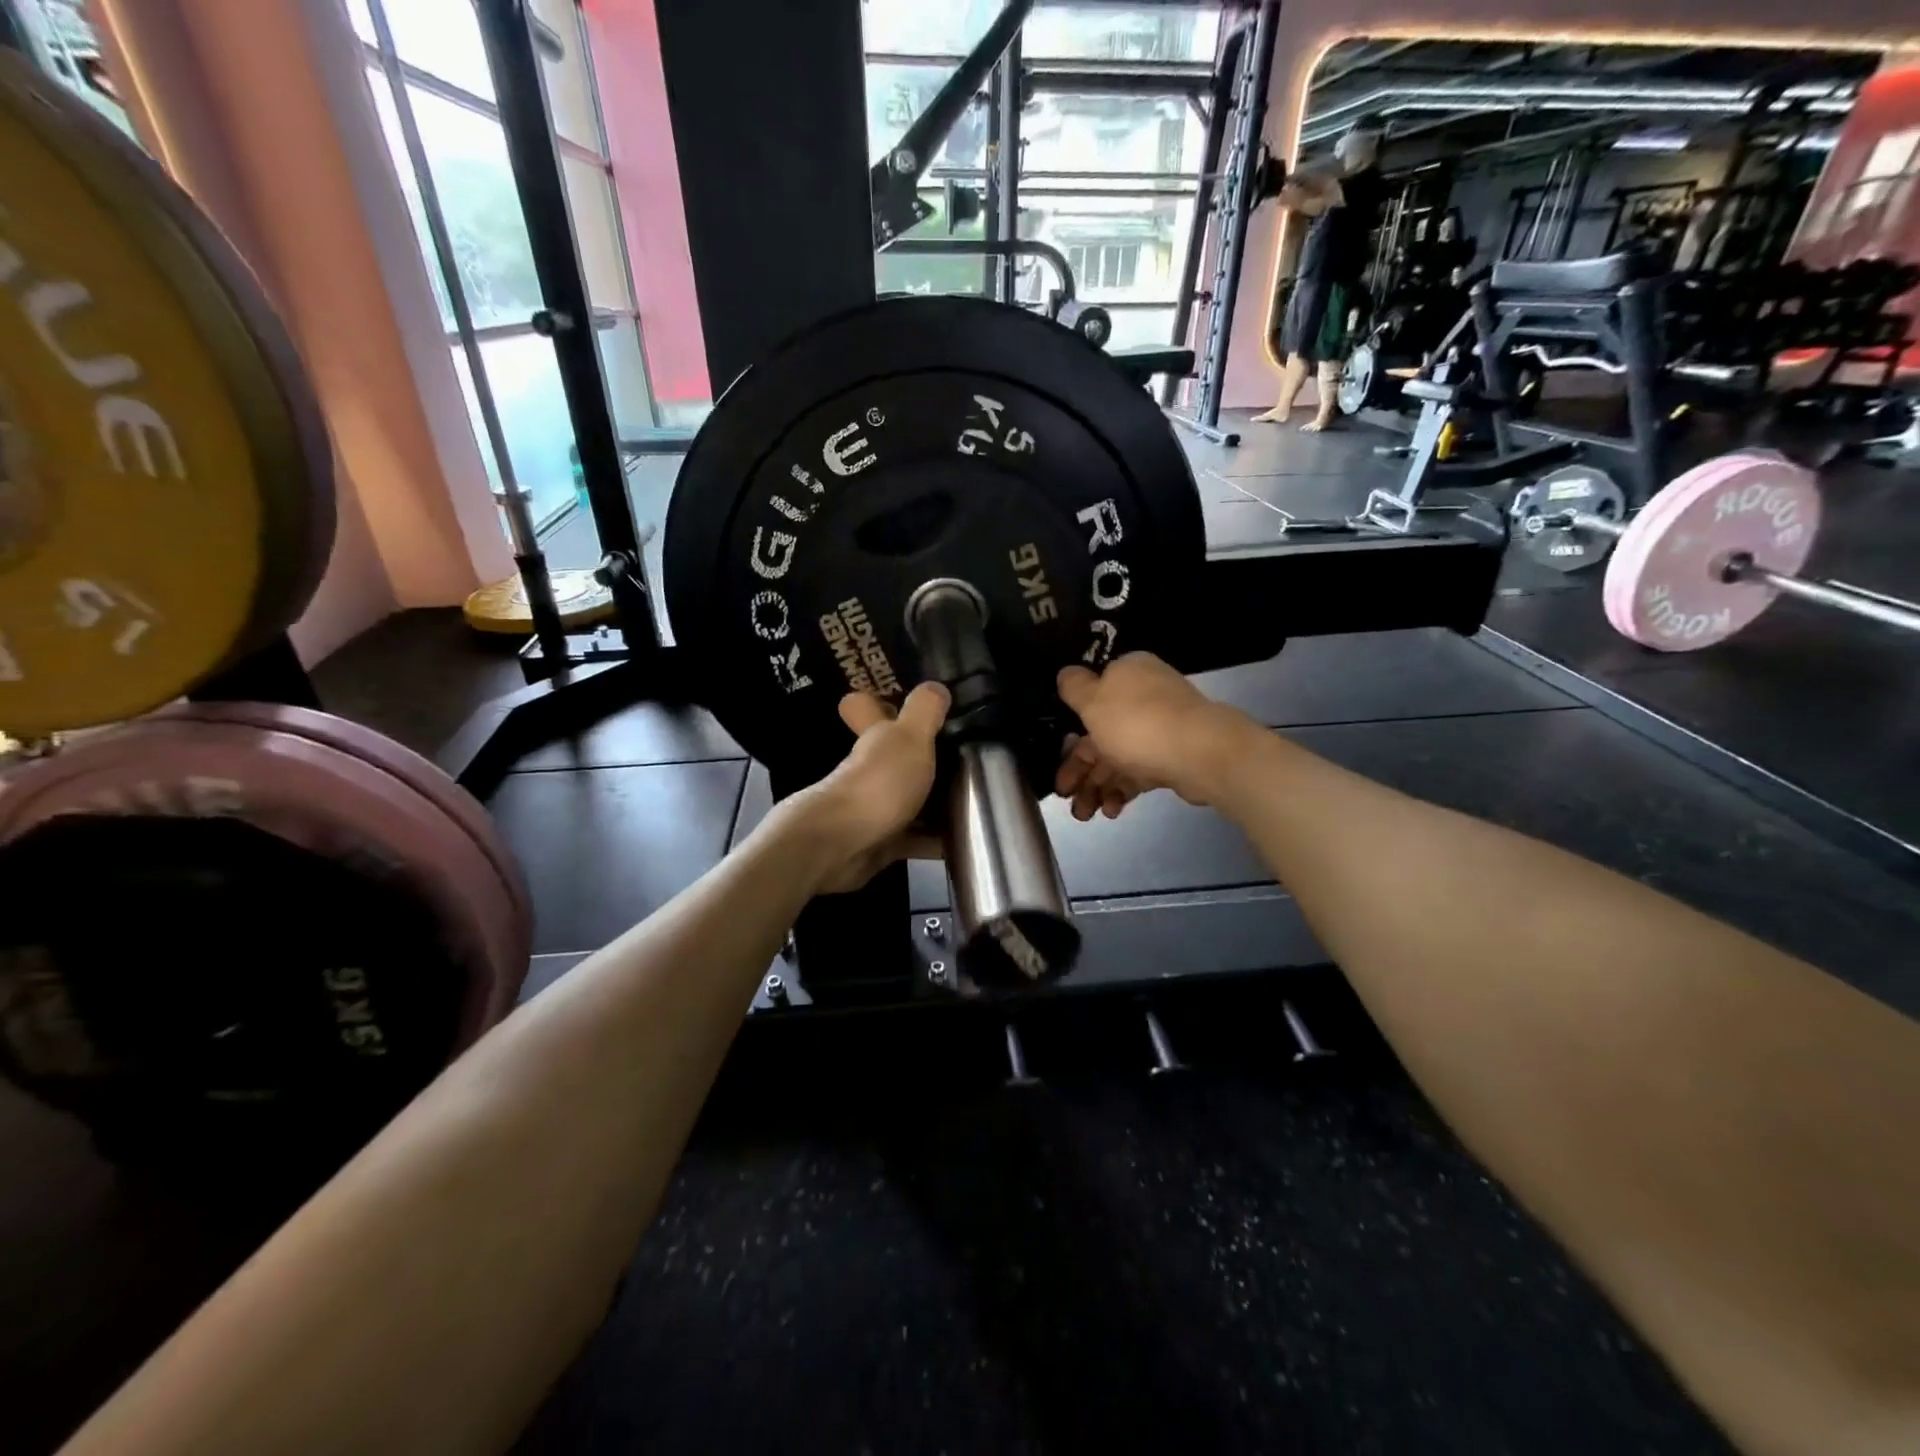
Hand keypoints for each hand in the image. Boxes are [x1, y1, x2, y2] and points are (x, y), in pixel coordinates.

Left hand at [788, 682, 949, 892]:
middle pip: (890, 757)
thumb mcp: (909, 738)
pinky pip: (912, 839)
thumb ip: (924, 711)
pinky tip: (960, 841)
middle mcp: (868, 770)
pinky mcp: (879, 844)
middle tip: (959, 755)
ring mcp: (871, 809)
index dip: (876, 699)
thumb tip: (935, 686)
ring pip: (903, 798)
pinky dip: (933, 841)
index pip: (864, 707)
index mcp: (874, 738)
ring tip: (972, 800)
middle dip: (917, 757)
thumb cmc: (877, 783)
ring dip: (930, 802)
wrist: (841, 847)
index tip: (902, 700)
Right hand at [1054, 653, 1250, 818]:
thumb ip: (1073, 687)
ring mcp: (1161, 727)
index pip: (1091, 696)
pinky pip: (1139, 771)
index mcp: (1126, 673)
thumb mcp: (1092, 700)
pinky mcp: (1173, 756)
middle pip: (1101, 732)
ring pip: (1118, 755)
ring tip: (1084, 815)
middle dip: (1080, 768)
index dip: (1070, 728)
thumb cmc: (1137, 722)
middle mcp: (1144, 696)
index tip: (1056, 755)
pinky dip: (1122, 789)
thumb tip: (1066, 673)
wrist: (1200, 754)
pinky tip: (1111, 810)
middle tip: (1064, 795)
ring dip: (1097, 785)